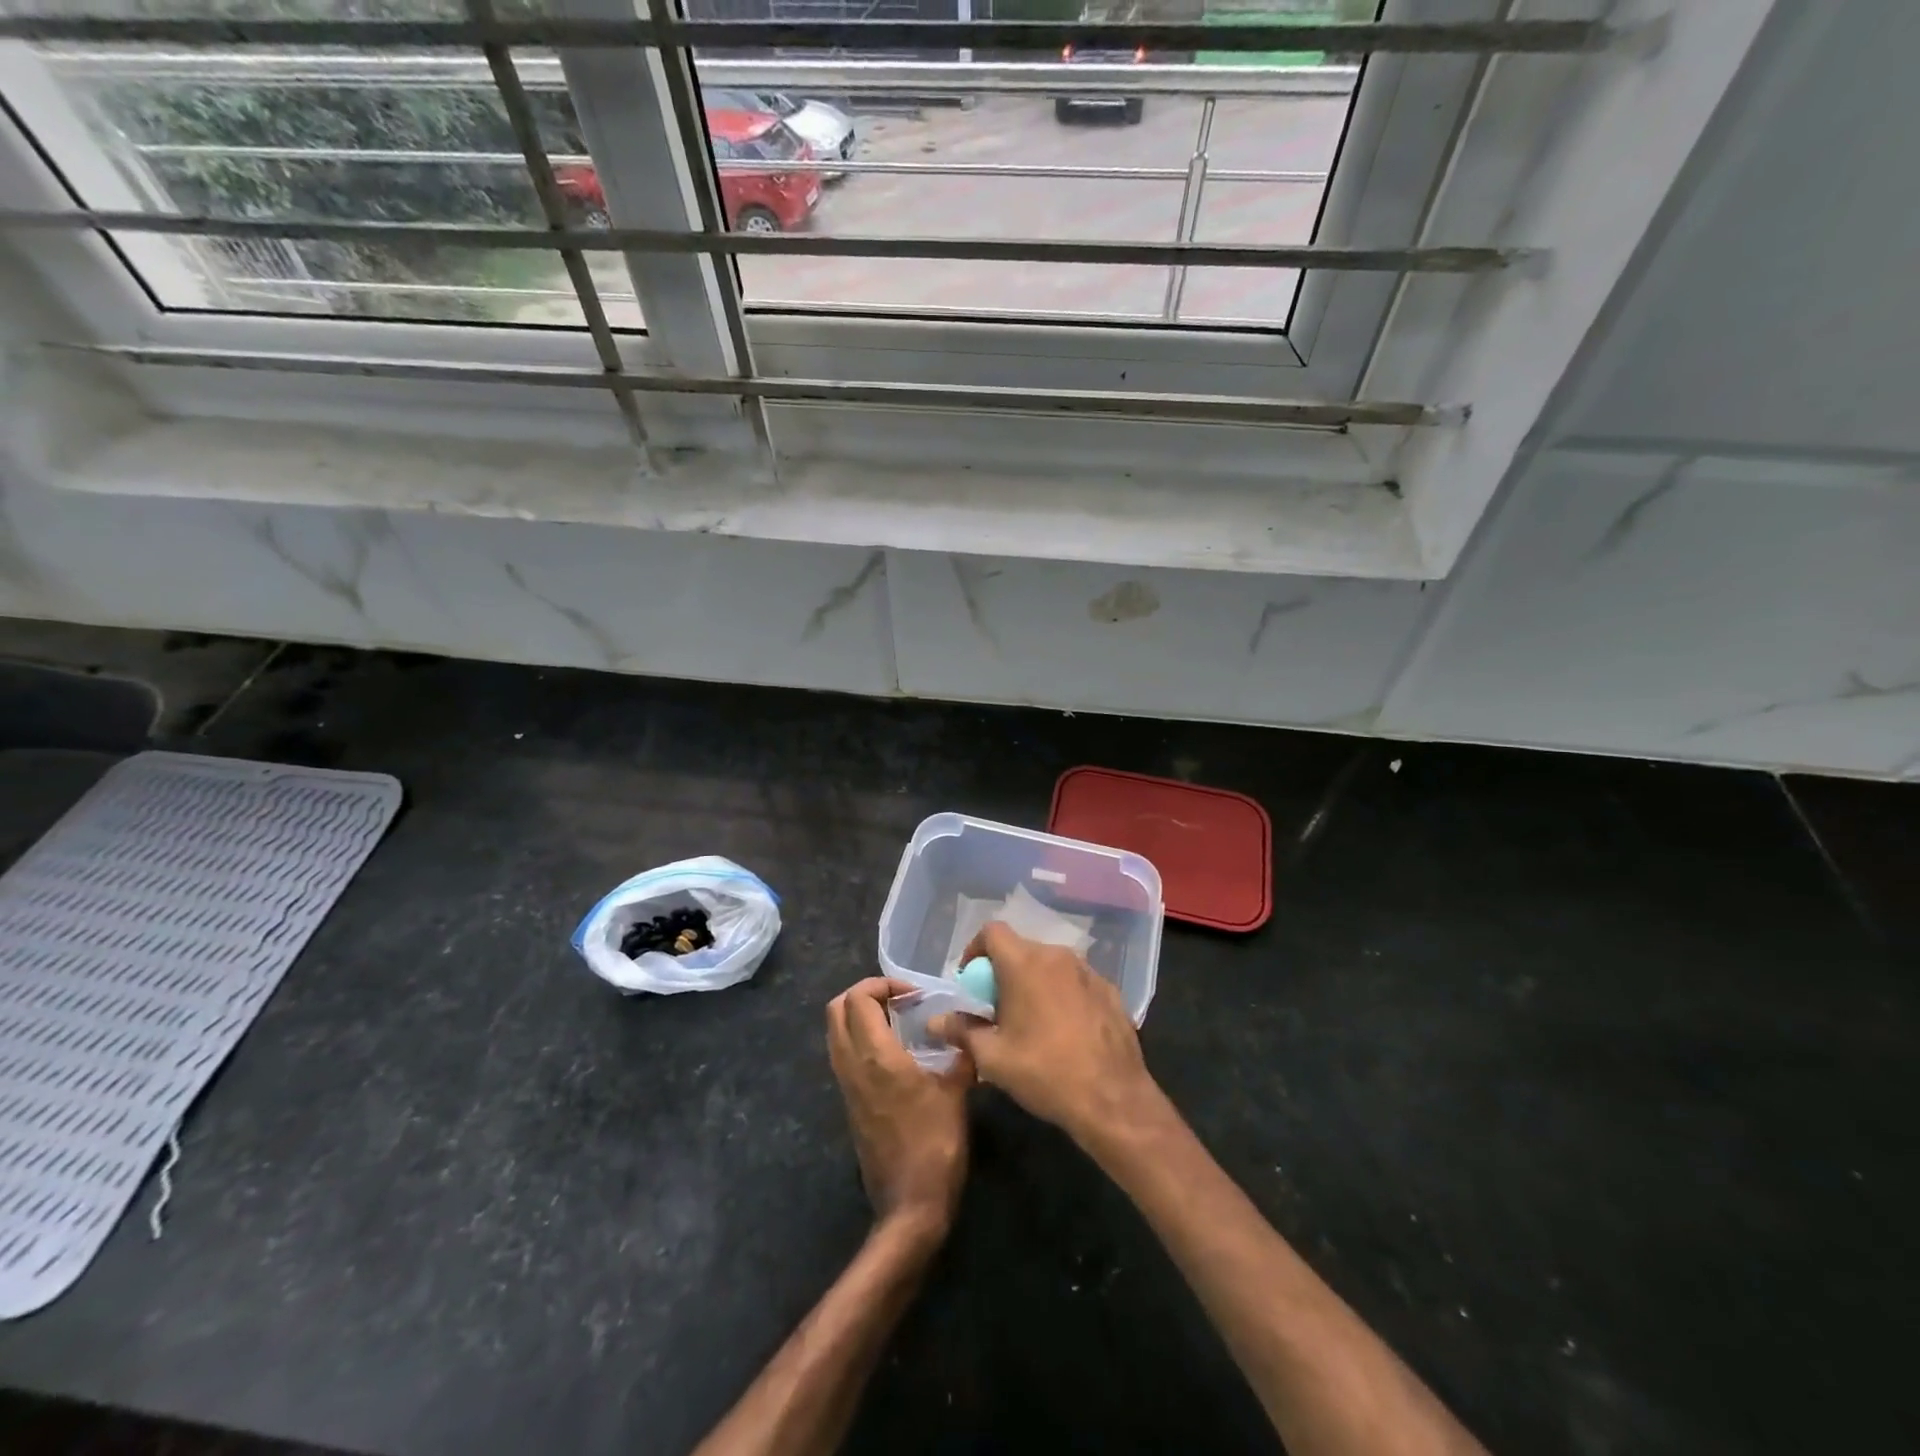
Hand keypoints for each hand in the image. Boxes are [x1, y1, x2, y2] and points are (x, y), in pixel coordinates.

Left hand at [826, 977, 972, 1242]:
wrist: (910, 1205)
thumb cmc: (936, 1145)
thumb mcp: (956, 1092)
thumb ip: (959, 1053)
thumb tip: (967, 1030)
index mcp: (876, 1057)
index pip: (858, 998)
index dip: (882, 984)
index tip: (913, 994)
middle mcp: (852, 1066)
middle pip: (836, 1010)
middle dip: (864, 994)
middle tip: (898, 999)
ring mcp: (847, 1086)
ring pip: (836, 1033)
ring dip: (860, 1016)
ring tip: (898, 1021)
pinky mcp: (850, 1104)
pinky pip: (844, 1055)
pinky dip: (861, 1039)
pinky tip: (895, 1051)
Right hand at [930, 923, 1160, 1148]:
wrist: (1112, 1099)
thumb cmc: (1044, 1072)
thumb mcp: (993, 1057)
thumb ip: (962, 1031)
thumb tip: (935, 1021)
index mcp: (1025, 963)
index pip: (992, 932)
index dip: (975, 950)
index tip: (971, 982)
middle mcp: (1058, 956)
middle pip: (1021, 949)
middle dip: (1004, 972)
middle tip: (997, 1009)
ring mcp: (1088, 971)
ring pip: (1050, 965)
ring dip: (1034, 982)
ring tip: (1031, 1021)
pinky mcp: (1110, 991)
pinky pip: (1076, 982)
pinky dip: (1063, 995)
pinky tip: (1065, 1031)